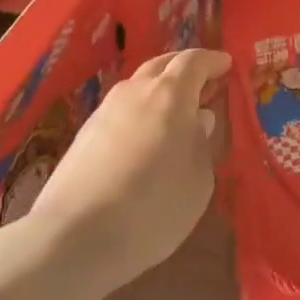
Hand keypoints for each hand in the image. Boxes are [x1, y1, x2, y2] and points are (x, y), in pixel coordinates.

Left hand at [29, 47, 231, 295]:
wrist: (73, 238)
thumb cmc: (152, 206)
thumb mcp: (198, 182)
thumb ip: (201, 145)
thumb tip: (197, 121)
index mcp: (171, 94)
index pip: (194, 61)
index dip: (212, 61)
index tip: (226, 65)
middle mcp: (136, 91)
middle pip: (162, 65)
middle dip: (183, 68)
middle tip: (201, 81)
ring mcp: (105, 111)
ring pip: (137, 87)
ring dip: (157, 90)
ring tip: (171, 113)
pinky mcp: (82, 136)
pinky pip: (119, 112)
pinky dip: (137, 114)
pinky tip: (141, 139)